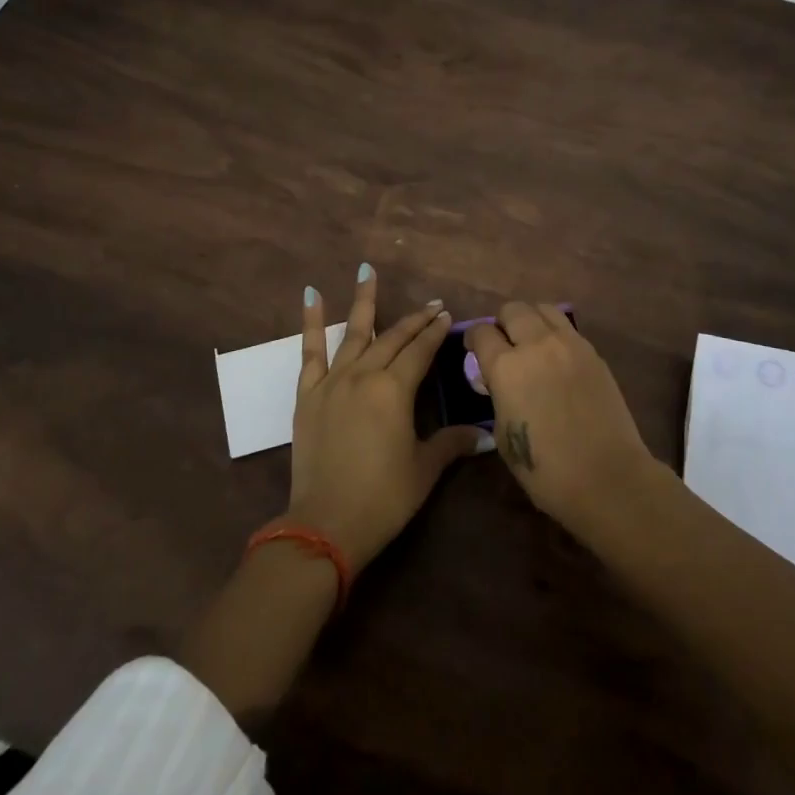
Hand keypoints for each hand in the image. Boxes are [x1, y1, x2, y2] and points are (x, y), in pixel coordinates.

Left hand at [286, 266, 486, 571]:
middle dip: (414, 320)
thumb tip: (486, 434)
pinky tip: (312, 295)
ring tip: (367, 270)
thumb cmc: (383, 497)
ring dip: (363, 301)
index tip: (447, 315)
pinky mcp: (308, 394)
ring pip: (353, 332)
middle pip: (393, 338)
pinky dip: (311, 322)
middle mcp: (365, 374)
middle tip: (431, 305)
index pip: (421, 350)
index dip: (435, 332)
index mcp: (395, 390)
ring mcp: (333, 381)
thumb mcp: (424, 470)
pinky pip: (310, 350)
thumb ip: (452, 443)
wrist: (326, 523)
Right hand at [464, 301, 654, 535]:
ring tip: (531, 341)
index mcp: (506, 367)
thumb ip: (498, 395)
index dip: (474, 339)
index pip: (482, 332)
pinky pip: (567, 328)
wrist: (608, 477)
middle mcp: (536, 345)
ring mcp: (569, 345)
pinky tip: (556, 357)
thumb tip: (497, 381)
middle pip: (512, 310)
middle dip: (502, 323)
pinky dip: (555, 333)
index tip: (474, 349)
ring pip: (543, 309)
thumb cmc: (546, 469)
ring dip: (531, 320)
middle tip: (504, 343)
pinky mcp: (593, 353)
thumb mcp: (503, 434)